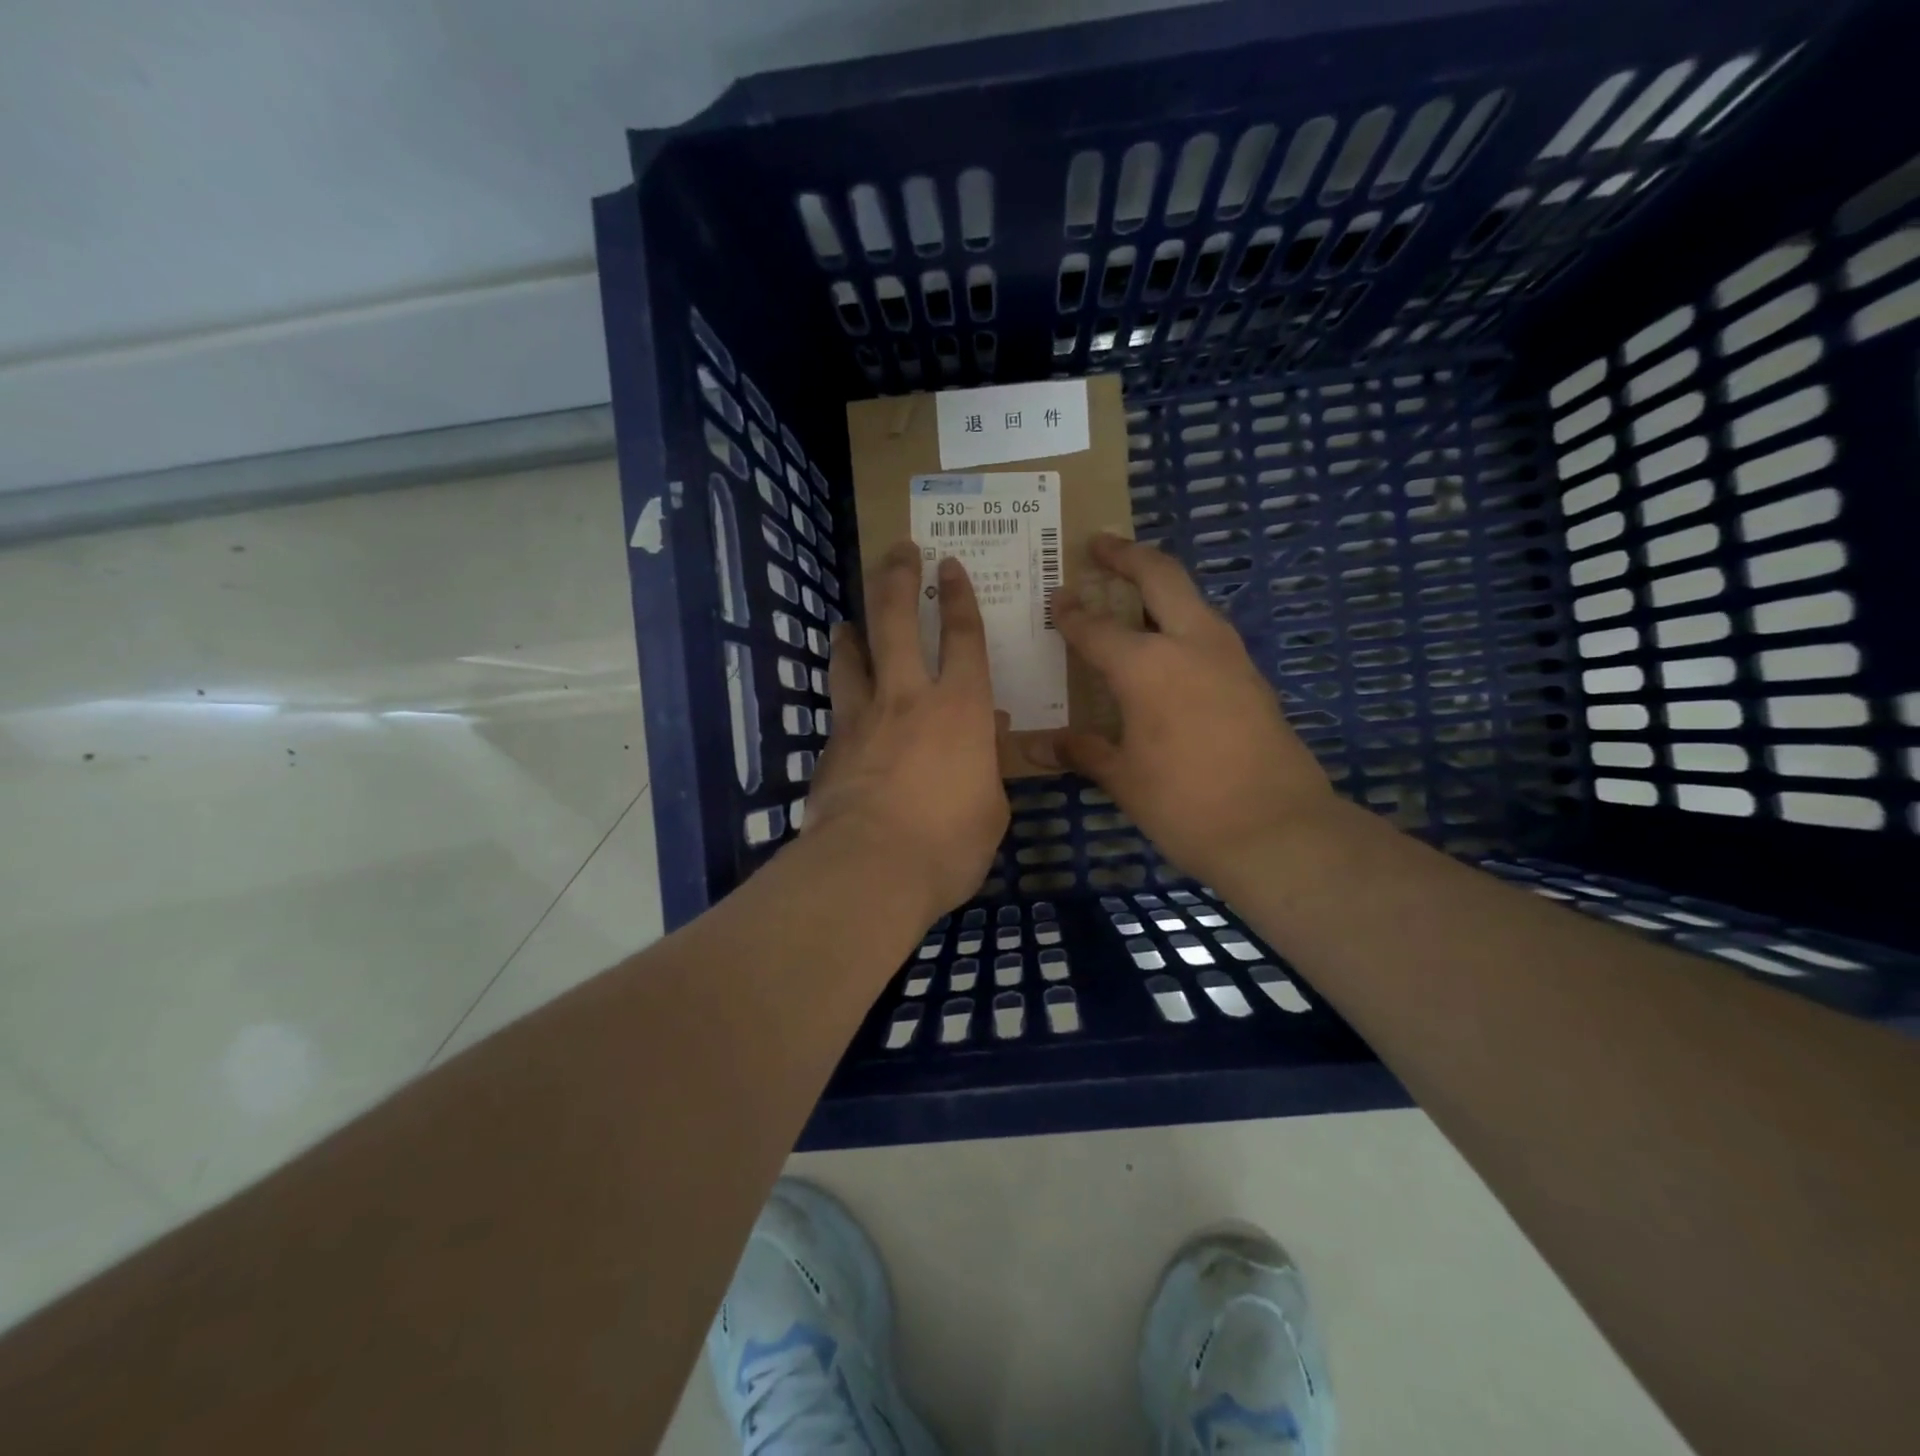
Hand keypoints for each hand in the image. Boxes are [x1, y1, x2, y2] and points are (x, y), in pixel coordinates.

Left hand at [803, 540, 1008, 920]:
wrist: (870, 869)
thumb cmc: (948, 843)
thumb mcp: (991, 810)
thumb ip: (985, 771)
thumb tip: (981, 747)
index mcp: (961, 708)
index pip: (964, 637)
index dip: (959, 597)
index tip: (949, 565)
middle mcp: (908, 698)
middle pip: (897, 622)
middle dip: (898, 579)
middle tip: (898, 550)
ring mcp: (862, 719)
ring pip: (852, 657)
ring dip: (851, 632)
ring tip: (847, 620)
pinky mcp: (831, 747)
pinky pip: (836, 709)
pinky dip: (841, 697)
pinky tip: (841, 707)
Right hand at [1034, 533, 1334, 884]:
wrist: (1279, 830)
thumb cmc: (1185, 804)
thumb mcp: (1124, 780)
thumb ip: (1082, 752)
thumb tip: (1036, 746)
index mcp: (1147, 666)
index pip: (1096, 628)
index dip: (1071, 613)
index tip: (1055, 599)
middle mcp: (1190, 644)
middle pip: (1160, 576)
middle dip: (1127, 555)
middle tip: (1100, 544)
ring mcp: (1230, 656)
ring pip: (1192, 599)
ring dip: (1161, 584)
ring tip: (1133, 590)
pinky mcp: (1252, 677)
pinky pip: (1209, 630)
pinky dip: (1182, 620)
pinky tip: (1169, 646)